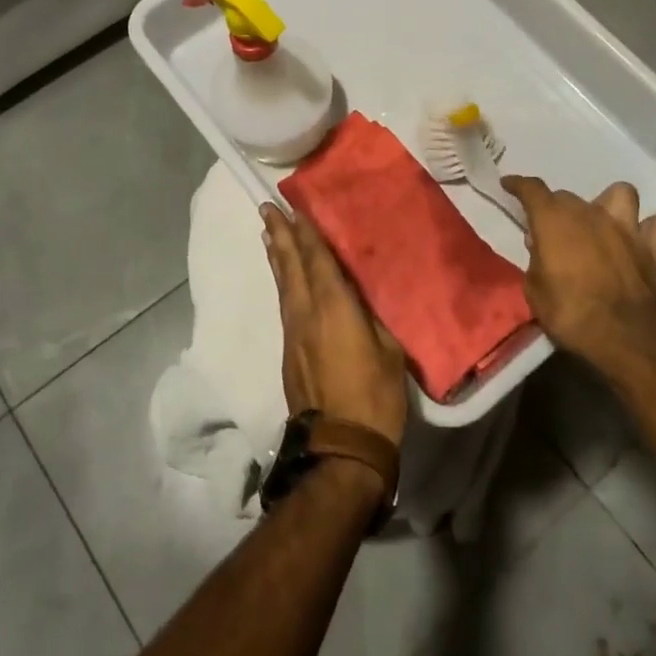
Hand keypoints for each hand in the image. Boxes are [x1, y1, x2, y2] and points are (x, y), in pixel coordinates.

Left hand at [262, 205, 408, 447]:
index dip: (306, 233)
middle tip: (267, 209)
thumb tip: (360, 301)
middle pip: (290, 266)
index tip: (294, 208)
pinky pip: (284, 304)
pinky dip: (281, 282)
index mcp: (334, 307)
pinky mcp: (289, 351)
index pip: (317, 260)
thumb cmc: (374, 396)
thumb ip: (371, 318)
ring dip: (277, 257)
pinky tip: (283, 279)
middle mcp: (306, 313)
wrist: (341, 447)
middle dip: (280, 235)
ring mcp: (294, 333)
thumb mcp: (389, 351)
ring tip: (268, 234)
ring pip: (283, 285)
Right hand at [502, 176, 655, 372]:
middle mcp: (590, 214)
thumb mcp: (535, 291)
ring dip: (611, 205)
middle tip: (554, 232)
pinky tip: (646, 239)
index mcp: (554, 221)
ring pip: (622, 194)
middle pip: (569, 196)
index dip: (518, 185)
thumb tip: (540, 246)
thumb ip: (536, 261)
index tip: (509, 184)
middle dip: (558, 209)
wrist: (625, 337)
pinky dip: (655, 228)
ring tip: (604, 223)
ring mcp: (627, 228)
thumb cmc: (570, 314)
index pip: (531, 189)